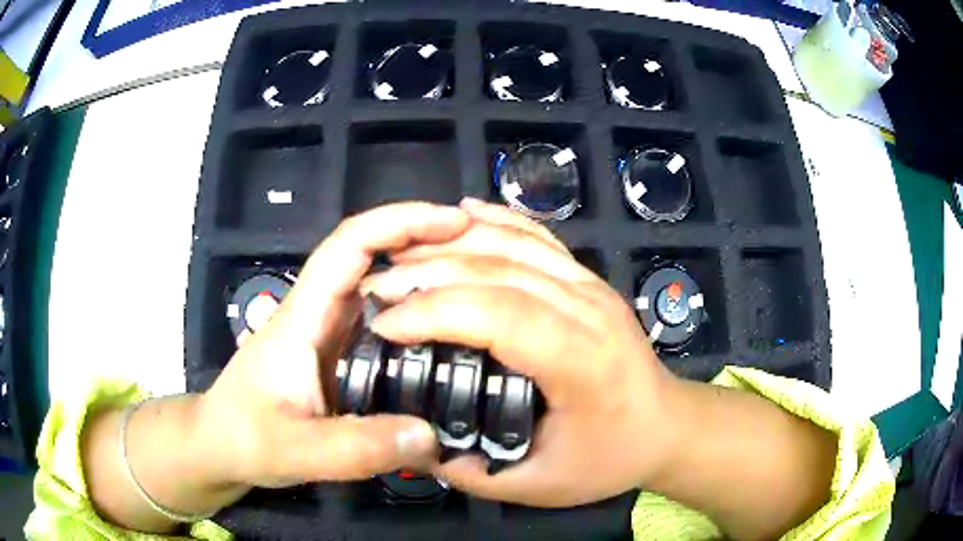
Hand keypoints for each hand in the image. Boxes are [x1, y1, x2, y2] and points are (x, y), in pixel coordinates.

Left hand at [199, 202, 469, 488]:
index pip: (350, 245)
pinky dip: (421, 320)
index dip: (401, 222)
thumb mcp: (293, 450)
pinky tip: (451, 342)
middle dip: (428, 244)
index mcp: (305, 316)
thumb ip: (355, 448)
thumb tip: (431, 436)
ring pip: (385, 292)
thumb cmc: (243, 437)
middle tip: (489, 259)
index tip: (455, 223)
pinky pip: (388, 328)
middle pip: (376, 258)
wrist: (221, 446)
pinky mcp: (341, 360)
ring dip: (429, 280)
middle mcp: (322, 315)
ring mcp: (333, 337)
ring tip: (483, 294)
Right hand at [363, 199, 683, 506]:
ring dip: (451, 243)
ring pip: (514, 243)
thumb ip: (471, 470)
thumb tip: (413, 442)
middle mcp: (589, 309)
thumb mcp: (537, 486)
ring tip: (400, 256)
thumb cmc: (608, 458)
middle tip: (376, 289)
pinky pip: (537, 237)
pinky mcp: (588, 278)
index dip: (434, 311)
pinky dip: (495, 220)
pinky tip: (461, 212)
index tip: (384, 325)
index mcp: (581, 362)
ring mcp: (591, 285)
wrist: (665, 425)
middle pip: (499, 270)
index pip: (500, 314)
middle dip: (427, 273)